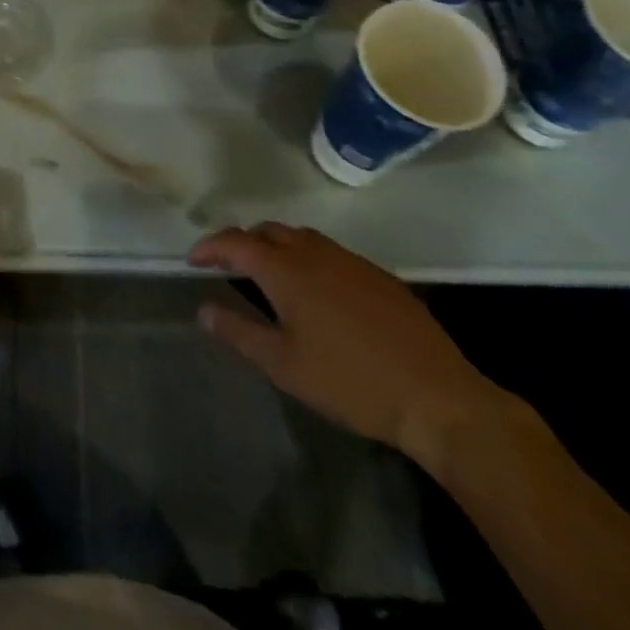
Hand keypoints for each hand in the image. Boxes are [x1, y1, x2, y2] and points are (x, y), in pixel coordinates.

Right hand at [189, 223, 509, 464]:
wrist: (437, 397)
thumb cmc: (349, 381)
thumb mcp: (283, 365)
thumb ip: (238, 332)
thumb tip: (203, 309)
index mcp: (285, 269)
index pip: (235, 242)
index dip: (209, 247)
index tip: (192, 260)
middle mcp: (314, 252)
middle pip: (268, 231)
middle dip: (242, 242)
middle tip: (228, 266)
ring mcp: (350, 261)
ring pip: (301, 237)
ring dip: (276, 246)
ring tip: (268, 274)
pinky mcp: (378, 276)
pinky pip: (330, 252)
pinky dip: (308, 259)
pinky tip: (317, 292)